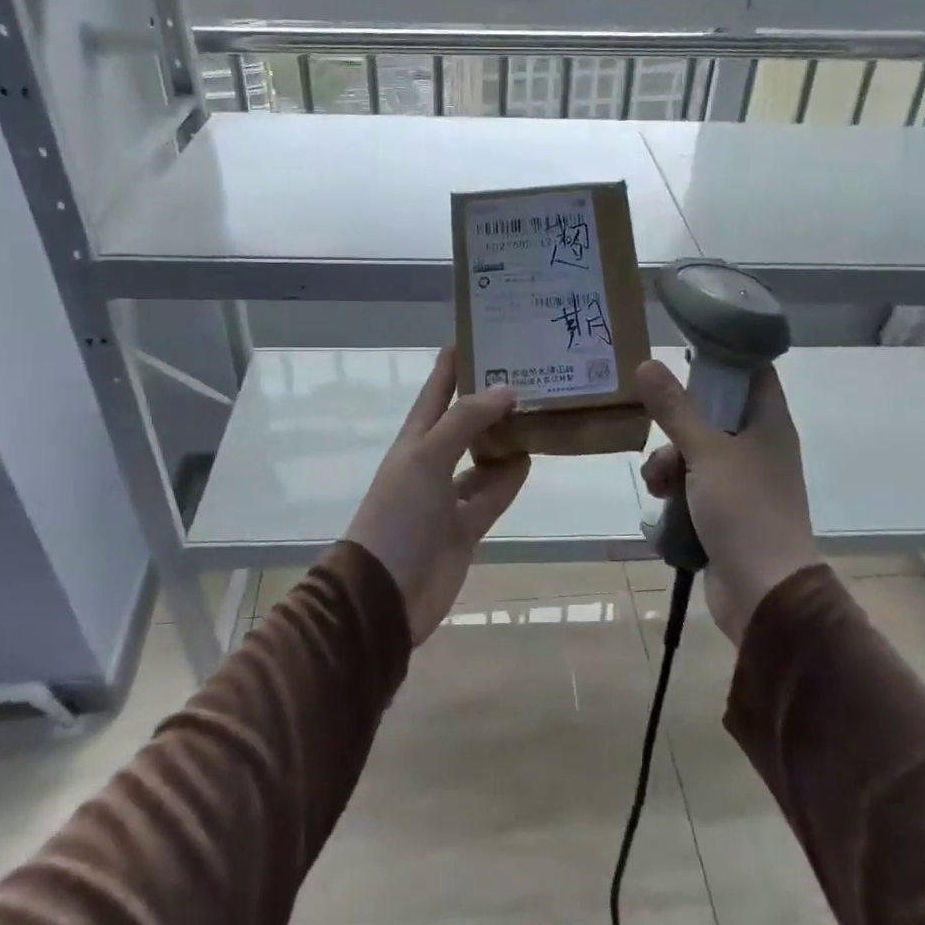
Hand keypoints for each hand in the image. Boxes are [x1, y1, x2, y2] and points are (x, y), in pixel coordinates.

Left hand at [345, 348, 530, 642]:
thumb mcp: (427, 457)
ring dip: (505, 439)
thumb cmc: (399, 514)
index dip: (454, 362)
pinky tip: (531, 458)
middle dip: (489, 399)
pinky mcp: (466, 528)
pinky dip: (509, 478)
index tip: (481, 332)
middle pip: (464, 422)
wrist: (386, 593)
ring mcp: (448, 497)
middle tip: (528, 372)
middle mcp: (432, 462)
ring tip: (539, 412)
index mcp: (415, 440)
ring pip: (483, 458)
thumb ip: (466, 420)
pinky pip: (492, 494)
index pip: (436, 390)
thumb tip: (507, 389)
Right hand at [637, 359, 820, 645]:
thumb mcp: (705, 452)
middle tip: (660, 434)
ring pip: (694, 453)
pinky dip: (674, 494)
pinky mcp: (724, 512)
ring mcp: (741, 482)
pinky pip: (691, 488)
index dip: (722, 357)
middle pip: (712, 414)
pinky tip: (661, 510)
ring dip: (669, 465)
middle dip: (677, 426)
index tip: (682, 352)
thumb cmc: (745, 511)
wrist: (764, 592)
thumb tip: (647, 363)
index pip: (752, 371)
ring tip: (658, 486)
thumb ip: (675, 408)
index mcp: (768, 424)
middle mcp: (758, 447)